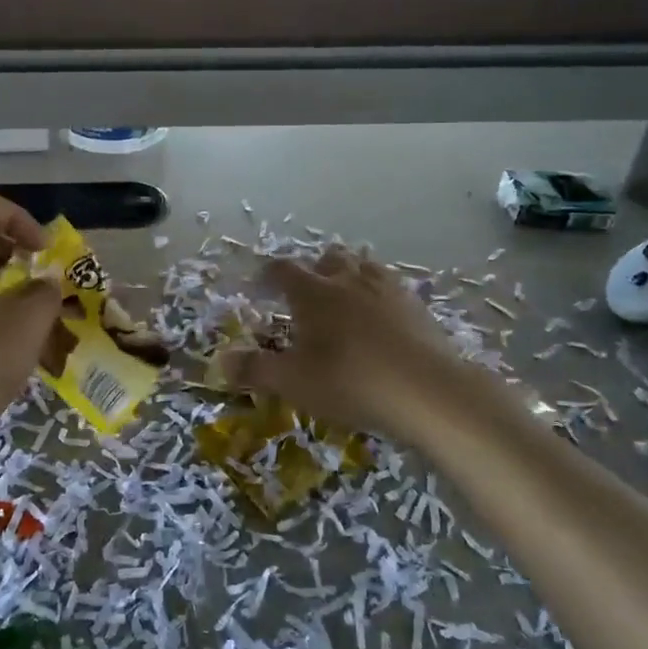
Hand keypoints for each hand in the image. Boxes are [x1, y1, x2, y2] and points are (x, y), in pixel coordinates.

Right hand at [228, 248, 459, 435]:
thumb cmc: (350, 382)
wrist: (427, 390)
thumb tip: (221, 361)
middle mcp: (348, 279)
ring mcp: (386, 288)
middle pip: (327, 258)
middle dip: (314, 270)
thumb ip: (255, 369)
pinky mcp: (415, 304)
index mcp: (313, 292)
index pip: (283, 269)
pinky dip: (378, 294)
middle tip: (307, 294)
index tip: (261, 284)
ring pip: (363, 266)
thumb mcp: (294, 382)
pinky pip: (390, 286)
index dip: (269, 274)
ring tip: (344, 298)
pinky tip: (381, 318)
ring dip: (349, 275)